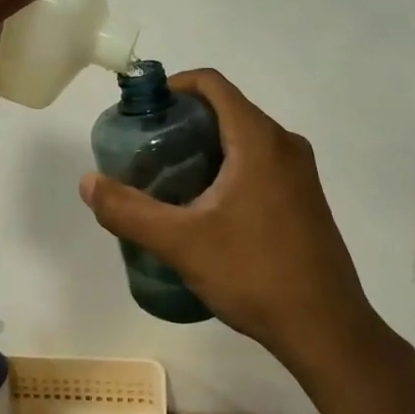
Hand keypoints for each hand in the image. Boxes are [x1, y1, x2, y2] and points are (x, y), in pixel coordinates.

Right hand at [79, 69, 378, 365]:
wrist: (326, 329)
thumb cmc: (254, 273)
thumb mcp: (181, 242)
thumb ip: (129, 210)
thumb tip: (88, 183)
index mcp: (260, 139)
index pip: (212, 84)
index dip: (173, 86)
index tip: (142, 112)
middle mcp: (285, 145)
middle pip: (226, 110)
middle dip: (182, 122)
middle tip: (145, 152)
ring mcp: (299, 173)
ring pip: (242, 140)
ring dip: (203, 148)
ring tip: (166, 180)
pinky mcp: (304, 199)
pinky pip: (258, 164)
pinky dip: (226, 168)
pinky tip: (203, 208)